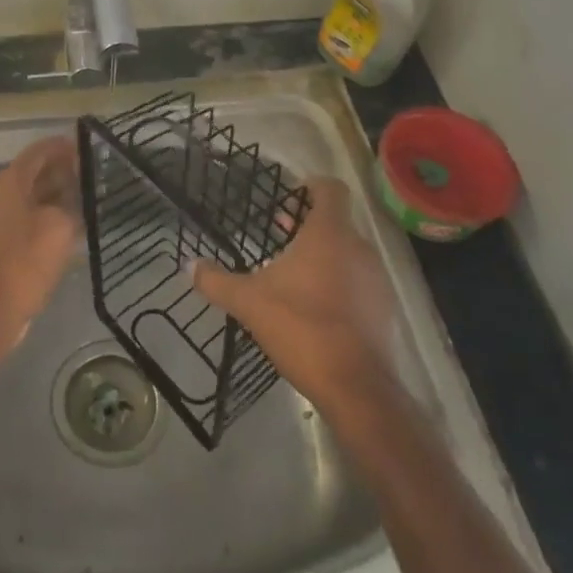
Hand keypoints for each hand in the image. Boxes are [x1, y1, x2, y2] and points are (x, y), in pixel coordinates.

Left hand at [0, 135, 81, 360]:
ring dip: (62, 192)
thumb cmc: (26, 259)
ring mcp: (6, 218)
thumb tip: (77, 196)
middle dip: (65, 168)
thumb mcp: (59, 226)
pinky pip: (37, 216)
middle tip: (96, 171)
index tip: (89, 146)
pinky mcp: (11, 241)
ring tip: (92, 194)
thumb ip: (71, 203)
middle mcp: (6, 194)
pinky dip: (56, 213)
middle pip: (38, 171)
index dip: (63, 146)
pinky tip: (78, 222)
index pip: (39, 151)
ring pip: (38, 195)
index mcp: (12, 182)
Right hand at [192, 176, 403, 415]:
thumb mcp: (248, 302)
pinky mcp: (383, 308)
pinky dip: (340, 283)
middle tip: (281, 233)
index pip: (331, 189)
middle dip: (309, 225)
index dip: (312, 186)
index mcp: (328, 234)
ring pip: (349, 252)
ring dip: (325, 255)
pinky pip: (359, 281)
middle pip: (337, 222)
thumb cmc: (300, 326)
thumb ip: (217, 281)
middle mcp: (358, 247)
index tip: (290, 195)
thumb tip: (188, 265)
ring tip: (295, 273)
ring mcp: (376, 278)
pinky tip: (317, 306)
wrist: (355, 386)